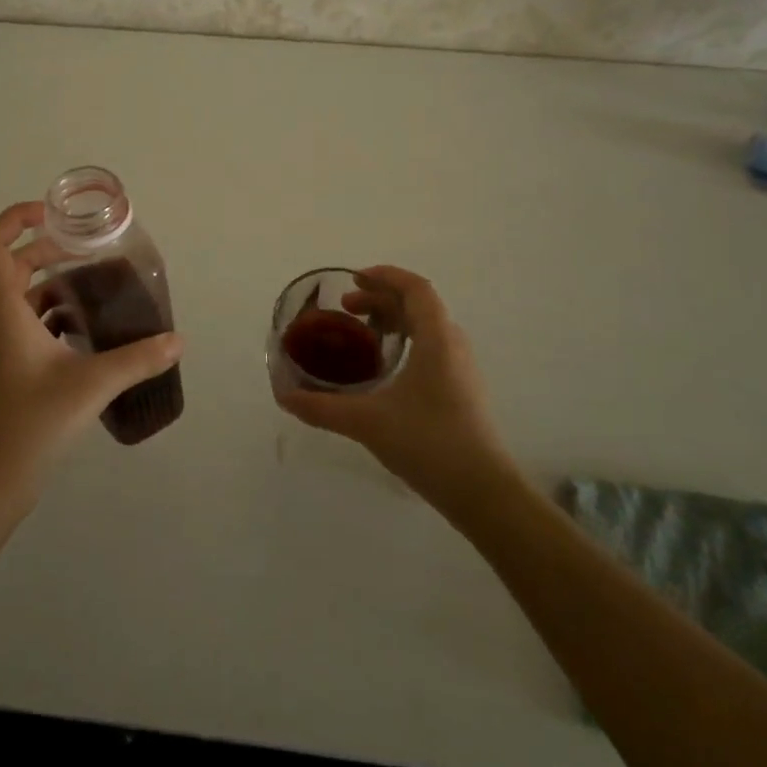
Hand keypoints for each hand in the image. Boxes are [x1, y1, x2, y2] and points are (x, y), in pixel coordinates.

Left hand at [0, 201, 183, 506]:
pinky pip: (24, 325)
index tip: (51, 213)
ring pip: (18, 298)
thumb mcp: (91, 386)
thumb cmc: (31, 424)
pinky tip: (84, 334)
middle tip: (86, 250)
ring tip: (94, 289)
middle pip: (9, 267)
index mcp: (3, 312)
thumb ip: (138, 359)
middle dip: (46, 250)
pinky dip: (51, 316)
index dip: (14, 218)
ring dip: (51, 285)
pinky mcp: (2, 369)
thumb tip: (178, 340)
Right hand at [273, 266, 513, 508]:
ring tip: (362, 333)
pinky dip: (406, 341)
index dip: (385, 276)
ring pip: (427, 326)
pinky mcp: (462, 389)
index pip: (415, 288)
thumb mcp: (367, 422)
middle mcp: (453, 345)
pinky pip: (433, 347)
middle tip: (346, 309)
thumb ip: (322, 407)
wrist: (482, 491)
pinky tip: (384, 368)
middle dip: (380, 299)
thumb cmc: (428, 442)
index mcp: (436, 339)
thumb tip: (284, 397)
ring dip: (394, 320)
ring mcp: (462, 368)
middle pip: (418, 304)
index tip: (353, 279)